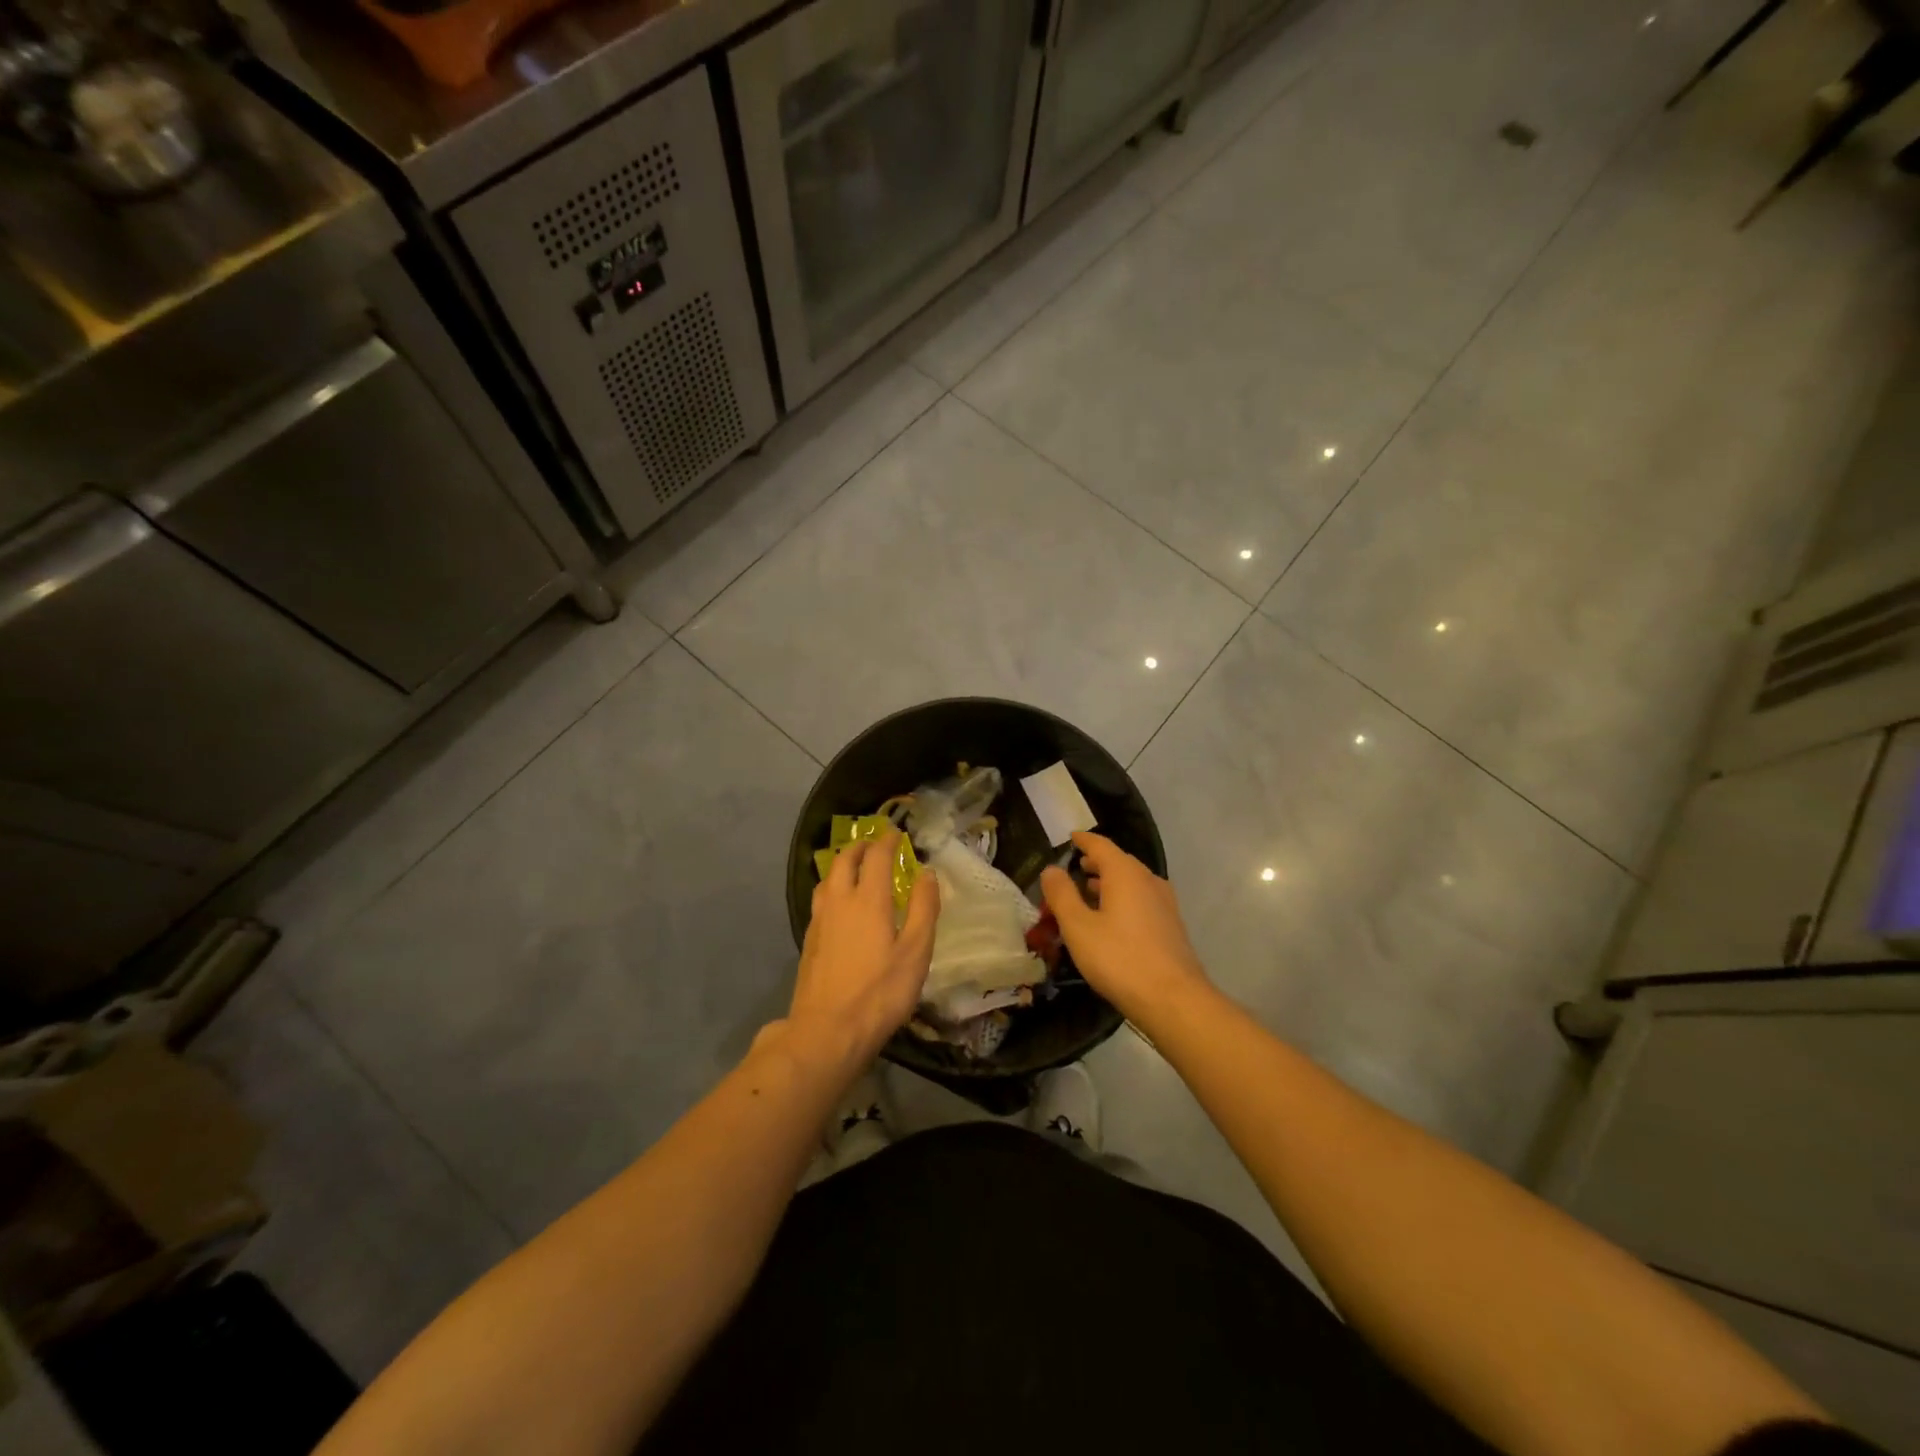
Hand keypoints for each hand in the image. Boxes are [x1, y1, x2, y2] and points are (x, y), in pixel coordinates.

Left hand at [788, 832, 939, 1065]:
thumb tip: (927, 873)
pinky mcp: (809, 941)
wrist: (827, 1032)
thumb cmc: (880, 992)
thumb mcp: (916, 952)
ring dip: (842, 865)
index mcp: (868, 899)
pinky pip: (820, 899)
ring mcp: (819, 921)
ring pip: (828, 879)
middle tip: (875, 844)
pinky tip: (839, 905)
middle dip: (860, 846)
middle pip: (845, 860)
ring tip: (855, 868)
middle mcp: (839, 901)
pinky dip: (832, 888)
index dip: (887, 841)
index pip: (876, 856)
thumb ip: (923, 908)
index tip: (896, 834)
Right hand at [1040, 832, 1208, 1023]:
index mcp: (1125, 874)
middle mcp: (1148, 880)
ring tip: (1088, 892)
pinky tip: (1112, 918)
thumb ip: (1062, 895)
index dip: (1083, 840)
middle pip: (1119, 862)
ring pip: (1132, 882)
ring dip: (1109, 882)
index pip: (1101, 845)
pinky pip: (1141, 899)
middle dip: (1096, 862)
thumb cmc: (1119, 958)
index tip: (1070, 838)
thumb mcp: (1078, 927)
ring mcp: (1164, 903)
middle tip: (1075, 867)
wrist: (1173, 999)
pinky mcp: (1171, 924)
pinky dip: (1123, 898)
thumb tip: (1051, 869)